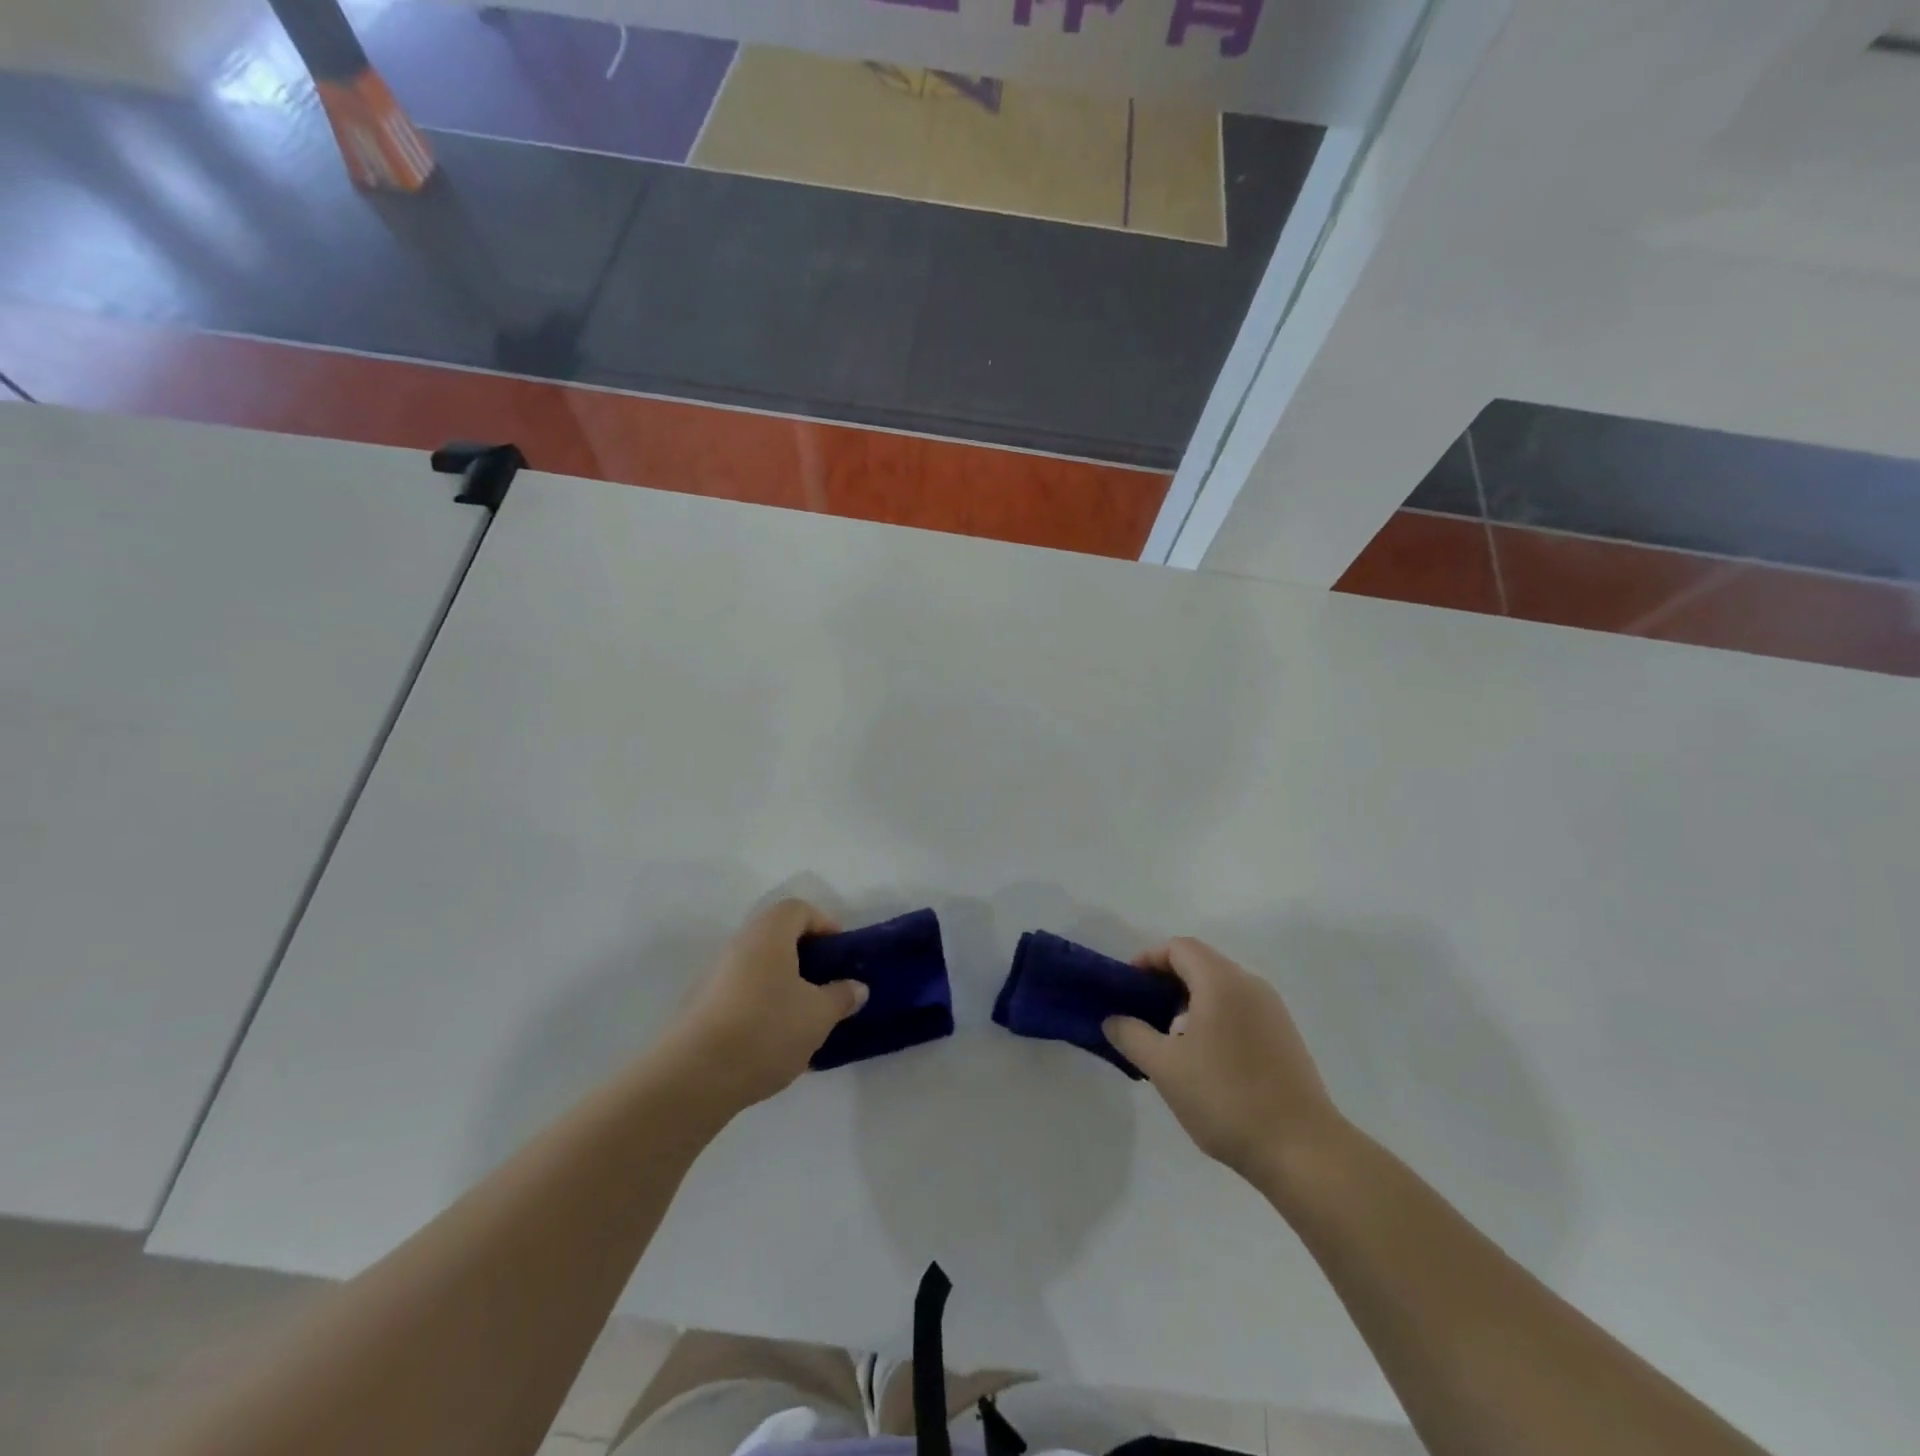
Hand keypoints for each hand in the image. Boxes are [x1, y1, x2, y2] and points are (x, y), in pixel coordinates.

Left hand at [663, 899, 866, 1114]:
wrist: (695, 1077)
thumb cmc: (767, 1029)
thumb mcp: (819, 1014)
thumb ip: (841, 996)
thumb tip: (855, 987)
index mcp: (769, 933)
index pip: (798, 909)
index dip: (824, 925)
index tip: (840, 956)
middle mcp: (739, 945)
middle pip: (778, 938)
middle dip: (806, 959)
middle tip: (826, 986)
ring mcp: (716, 976)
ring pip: (760, 968)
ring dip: (784, 985)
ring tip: (805, 1019)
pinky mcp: (703, 1007)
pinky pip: (743, 994)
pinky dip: (763, 1007)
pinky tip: (776, 1043)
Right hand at [1105, 938, 1346, 1183]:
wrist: (1303, 1150)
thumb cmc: (1226, 1098)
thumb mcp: (1165, 1068)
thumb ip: (1132, 1036)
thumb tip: (1113, 1019)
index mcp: (1221, 982)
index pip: (1179, 948)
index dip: (1148, 959)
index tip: (1128, 987)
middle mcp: (1250, 985)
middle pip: (1201, 964)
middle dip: (1167, 981)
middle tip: (1142, 1013)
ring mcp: (1273, 1011)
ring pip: (1222, 988)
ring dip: (1190, 1001)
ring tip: (1169, 1039)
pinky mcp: (1285, 1037)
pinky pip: (1240, 1010)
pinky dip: (1214, 1017)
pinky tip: (1204, 1059)